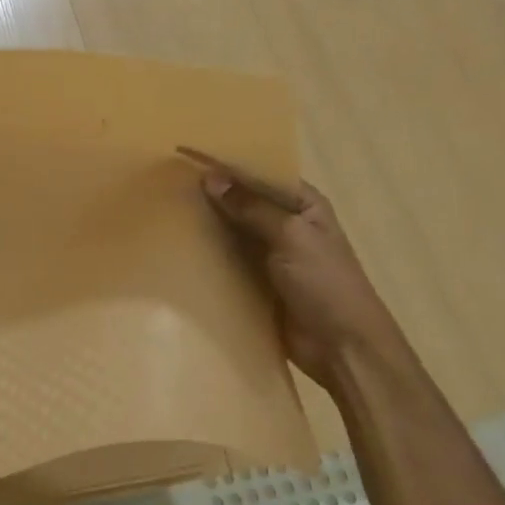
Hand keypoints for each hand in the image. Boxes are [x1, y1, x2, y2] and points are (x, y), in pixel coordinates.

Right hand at [182, 148, 405, 388]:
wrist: (341, 348)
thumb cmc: (325, 283)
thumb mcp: (291, 236)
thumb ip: (250, 207)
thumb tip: (210, 177)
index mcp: (304, 204)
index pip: (260, 174)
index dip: (228, 165)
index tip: (188, 156)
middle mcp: (286, 224)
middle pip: (243, 201)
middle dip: (211, 194)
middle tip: (166, 182)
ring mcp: (269, 254)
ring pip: (231, 231)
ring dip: (205, 224)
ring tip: (163, 210)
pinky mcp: (255, 282)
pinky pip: (226, 261)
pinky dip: (206, 255)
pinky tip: (176, 246)